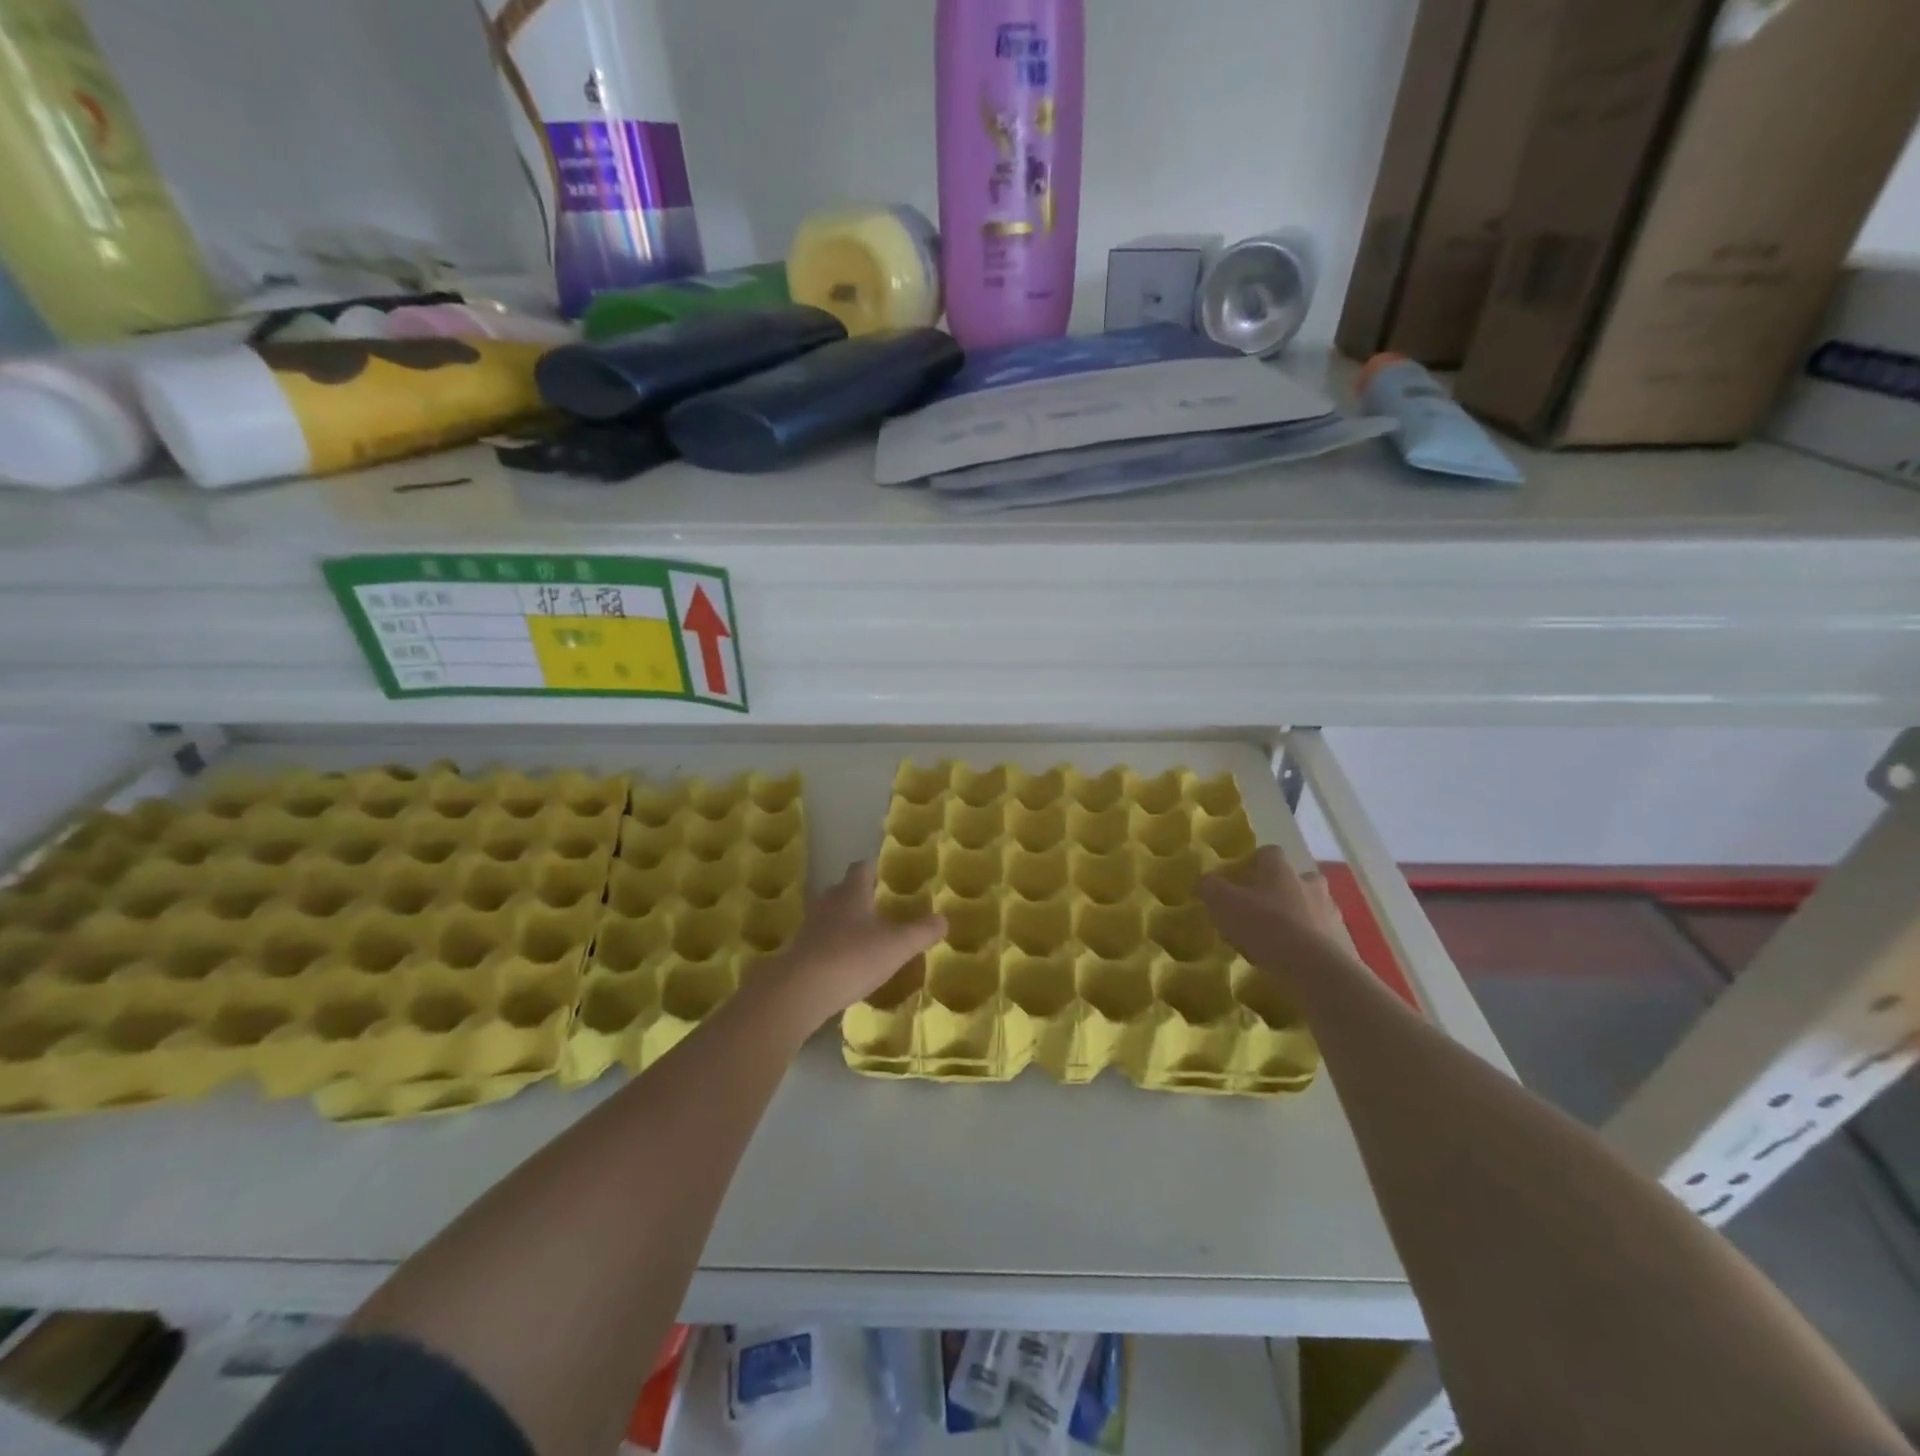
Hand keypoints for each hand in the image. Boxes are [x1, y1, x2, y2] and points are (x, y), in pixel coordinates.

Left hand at [759, 862, 945, 1030]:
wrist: (800, 991)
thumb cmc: (853, 957)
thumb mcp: (898, 945)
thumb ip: (922, 931)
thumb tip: (943, 919)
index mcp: (851, 894)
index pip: (861, 869)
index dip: (872, 869)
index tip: (883, 874)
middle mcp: (828, 905)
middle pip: (841, 891)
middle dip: (857, 896)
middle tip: (876, 906)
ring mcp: (809, 929)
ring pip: (828, 917)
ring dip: (842, 923)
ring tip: (862, 936)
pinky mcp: (799, 955)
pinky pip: (819, 943)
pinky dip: (831, 948)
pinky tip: (844, 964)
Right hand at [1197, 845, 1343, 974]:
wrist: (1314, 968)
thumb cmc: (1265, 926)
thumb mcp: (1223, 903)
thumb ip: (1211, 887)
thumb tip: (1206, 881)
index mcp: (1282, 871)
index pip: (1270, 853)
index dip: (1255, 862)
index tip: (1242, 877)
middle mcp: (1310, 885)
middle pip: (1297, 879)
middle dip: (1282, 890)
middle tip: (1262, 907)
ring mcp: (1331, 914)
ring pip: (1313, 907)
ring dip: (1298, 917)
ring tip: (1277, 939)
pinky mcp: (1342, 943)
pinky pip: (1322, 936)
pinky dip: (1309, 943)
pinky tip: (1293, 960)